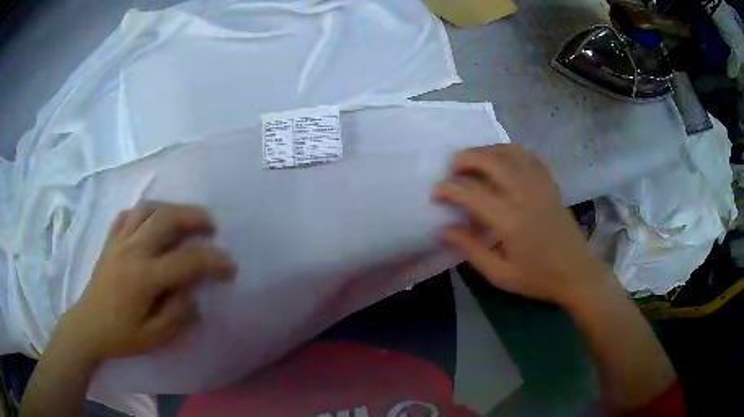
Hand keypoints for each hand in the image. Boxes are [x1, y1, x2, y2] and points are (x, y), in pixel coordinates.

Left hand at [60, 202, 235, 362]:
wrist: (89, 326)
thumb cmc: (121, 335)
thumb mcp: (155, 338)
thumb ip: (178, 315)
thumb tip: (192, 294)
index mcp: (145, 277)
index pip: (187, 261)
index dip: (214, 261)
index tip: (230, 267)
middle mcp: (133, 250)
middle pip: (167, 219)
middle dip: (194, 218)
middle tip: (211, 227)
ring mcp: (119, 241)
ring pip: (149, 209)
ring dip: (171, 209)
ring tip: (184, 219)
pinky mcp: (110, 240)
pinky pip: (129, 214)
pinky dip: (144, 212)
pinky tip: (152, 222)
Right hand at [433, 145, 611, 306]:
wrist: (576, 273)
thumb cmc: (537, 278)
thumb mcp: (500, 274)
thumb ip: (471, 250)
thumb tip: (444, 230)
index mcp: (510, 220)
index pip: (472, 194)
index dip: (449, 189)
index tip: (436, 192)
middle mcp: (524, 195)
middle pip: (492, 161)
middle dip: (467, 158)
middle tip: (453, 165)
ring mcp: (540, 186)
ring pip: (511, 153)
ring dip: (488, 150)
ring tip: (474, 157)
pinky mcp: (550, 185)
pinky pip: (530, 157)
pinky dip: (513, 152)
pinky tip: (504, 158)